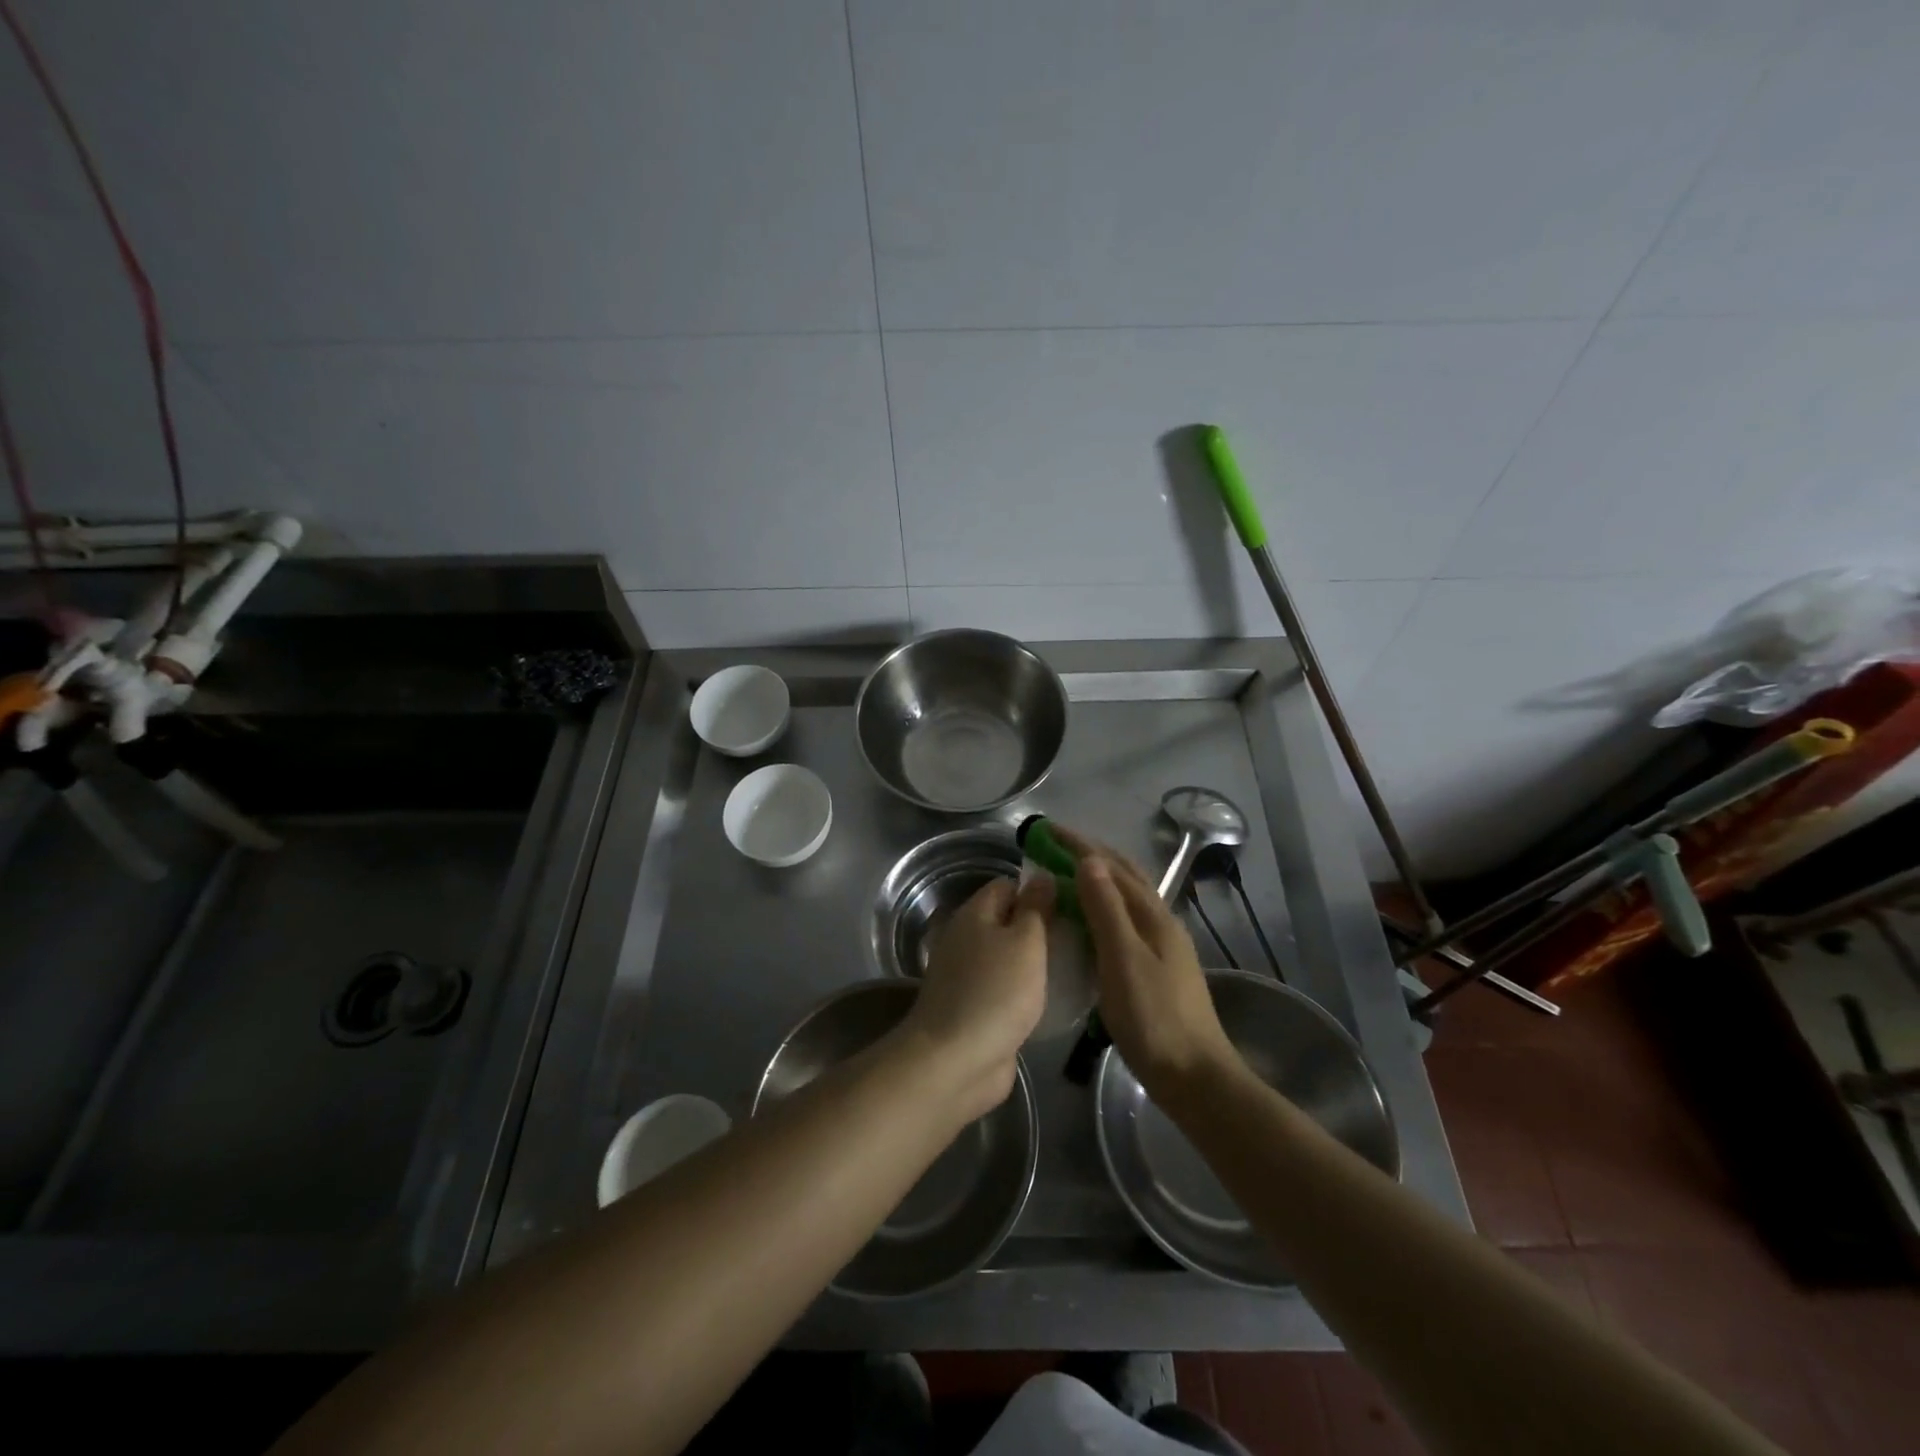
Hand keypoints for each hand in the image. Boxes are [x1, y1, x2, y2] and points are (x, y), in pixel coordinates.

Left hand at [899, 875, 1053, 1119]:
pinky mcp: (975, 1007)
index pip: (1008, 885)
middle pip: (1008, 921)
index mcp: (974, 914)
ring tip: (1077, 964)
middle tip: (1082, 934)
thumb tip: (1042, 876)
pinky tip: (1055, 998)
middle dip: (1042, 927)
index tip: (1073, 901)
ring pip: (1009, 956)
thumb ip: (1036, 908)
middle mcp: (967, 938)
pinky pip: (1006, 987)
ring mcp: (968, 975)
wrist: (956, 1061)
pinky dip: (1026, 990)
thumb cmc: (996, 992)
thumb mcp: (1026, 942)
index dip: (1039, 889)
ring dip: (1036, 961)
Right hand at [1059, 831, 1238, 1100]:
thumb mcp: (1122, 959)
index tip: (1047, 829)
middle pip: (1124, 876)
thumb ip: (1105, 909)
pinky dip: (1102, 907)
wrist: (1195, 1077)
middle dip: (1090, 855)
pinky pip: (1125, 921)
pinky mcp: (1157, 968)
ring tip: (1066, 875)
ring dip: (1098, 879)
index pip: (1112, 866)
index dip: (1079, 846)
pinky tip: (1088, 922)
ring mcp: (1162, 946)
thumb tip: (1088, 859)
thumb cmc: (1154, 1018)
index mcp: (1153, 916)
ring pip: (1126, 898)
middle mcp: (1160, 923)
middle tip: (1054, 846)